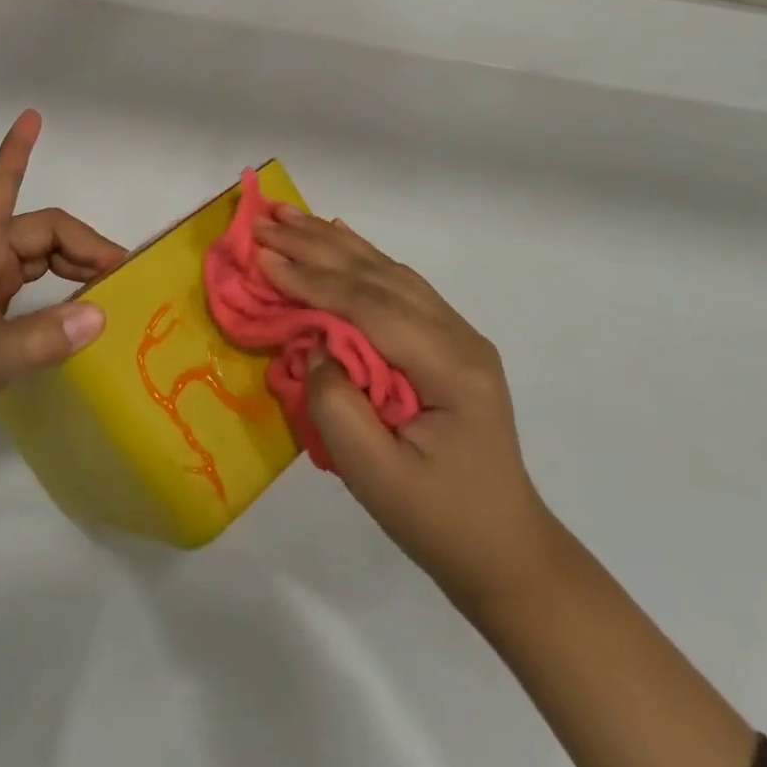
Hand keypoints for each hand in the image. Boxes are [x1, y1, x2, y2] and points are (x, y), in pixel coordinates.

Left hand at [0, 110, 124, 468]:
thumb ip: (45, 336)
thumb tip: (101, 313)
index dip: (15, 152)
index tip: (32, 117)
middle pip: (40, 232)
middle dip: (82, 244)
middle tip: (122, 271)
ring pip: (40, 260)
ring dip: (75, 266)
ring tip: (112, 286)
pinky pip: (34, 289)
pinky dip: (62, 292)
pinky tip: (83, 309)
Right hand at [252, 209, 555, 613]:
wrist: (505, 551)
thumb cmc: (439, 521)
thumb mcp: (378, 480)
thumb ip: (337, 408)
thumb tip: (313, 346)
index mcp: (450, 367)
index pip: (369, 306)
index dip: (311, 279)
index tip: (261, 255)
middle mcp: (458, 335)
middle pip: (377, 275)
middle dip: (315, 245)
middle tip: (264, 219)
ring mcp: (456, 333)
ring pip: (387, 270)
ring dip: (334, 242)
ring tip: (289, 215)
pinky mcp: (447, 340)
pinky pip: (398, 284)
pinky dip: (360, 257)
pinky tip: (339, 238)